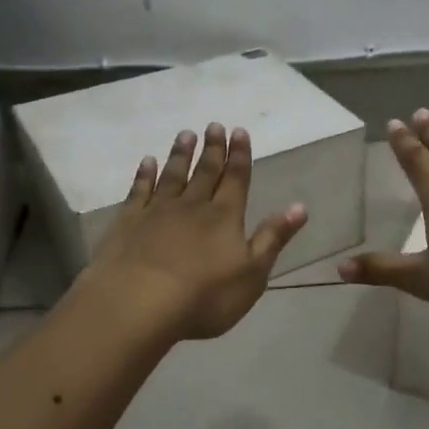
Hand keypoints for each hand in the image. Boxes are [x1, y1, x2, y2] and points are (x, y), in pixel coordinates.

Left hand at [82, 123, 307, 340]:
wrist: (139, 303)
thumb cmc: (205, 296)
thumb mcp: (252, 273)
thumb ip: (273, 238)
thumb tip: (300, 207)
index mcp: (225, 217)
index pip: (236, 179)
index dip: (239, 155)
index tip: (239, 131)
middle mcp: (193, 206)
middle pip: (205, 172)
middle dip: (212, 149)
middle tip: (214, 125)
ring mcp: (157, 211)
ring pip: (173, 175)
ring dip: (180, 154)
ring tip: (186, 134)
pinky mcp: (128, 222)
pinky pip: (139, 190)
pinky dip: (144, 174)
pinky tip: (148, 162)